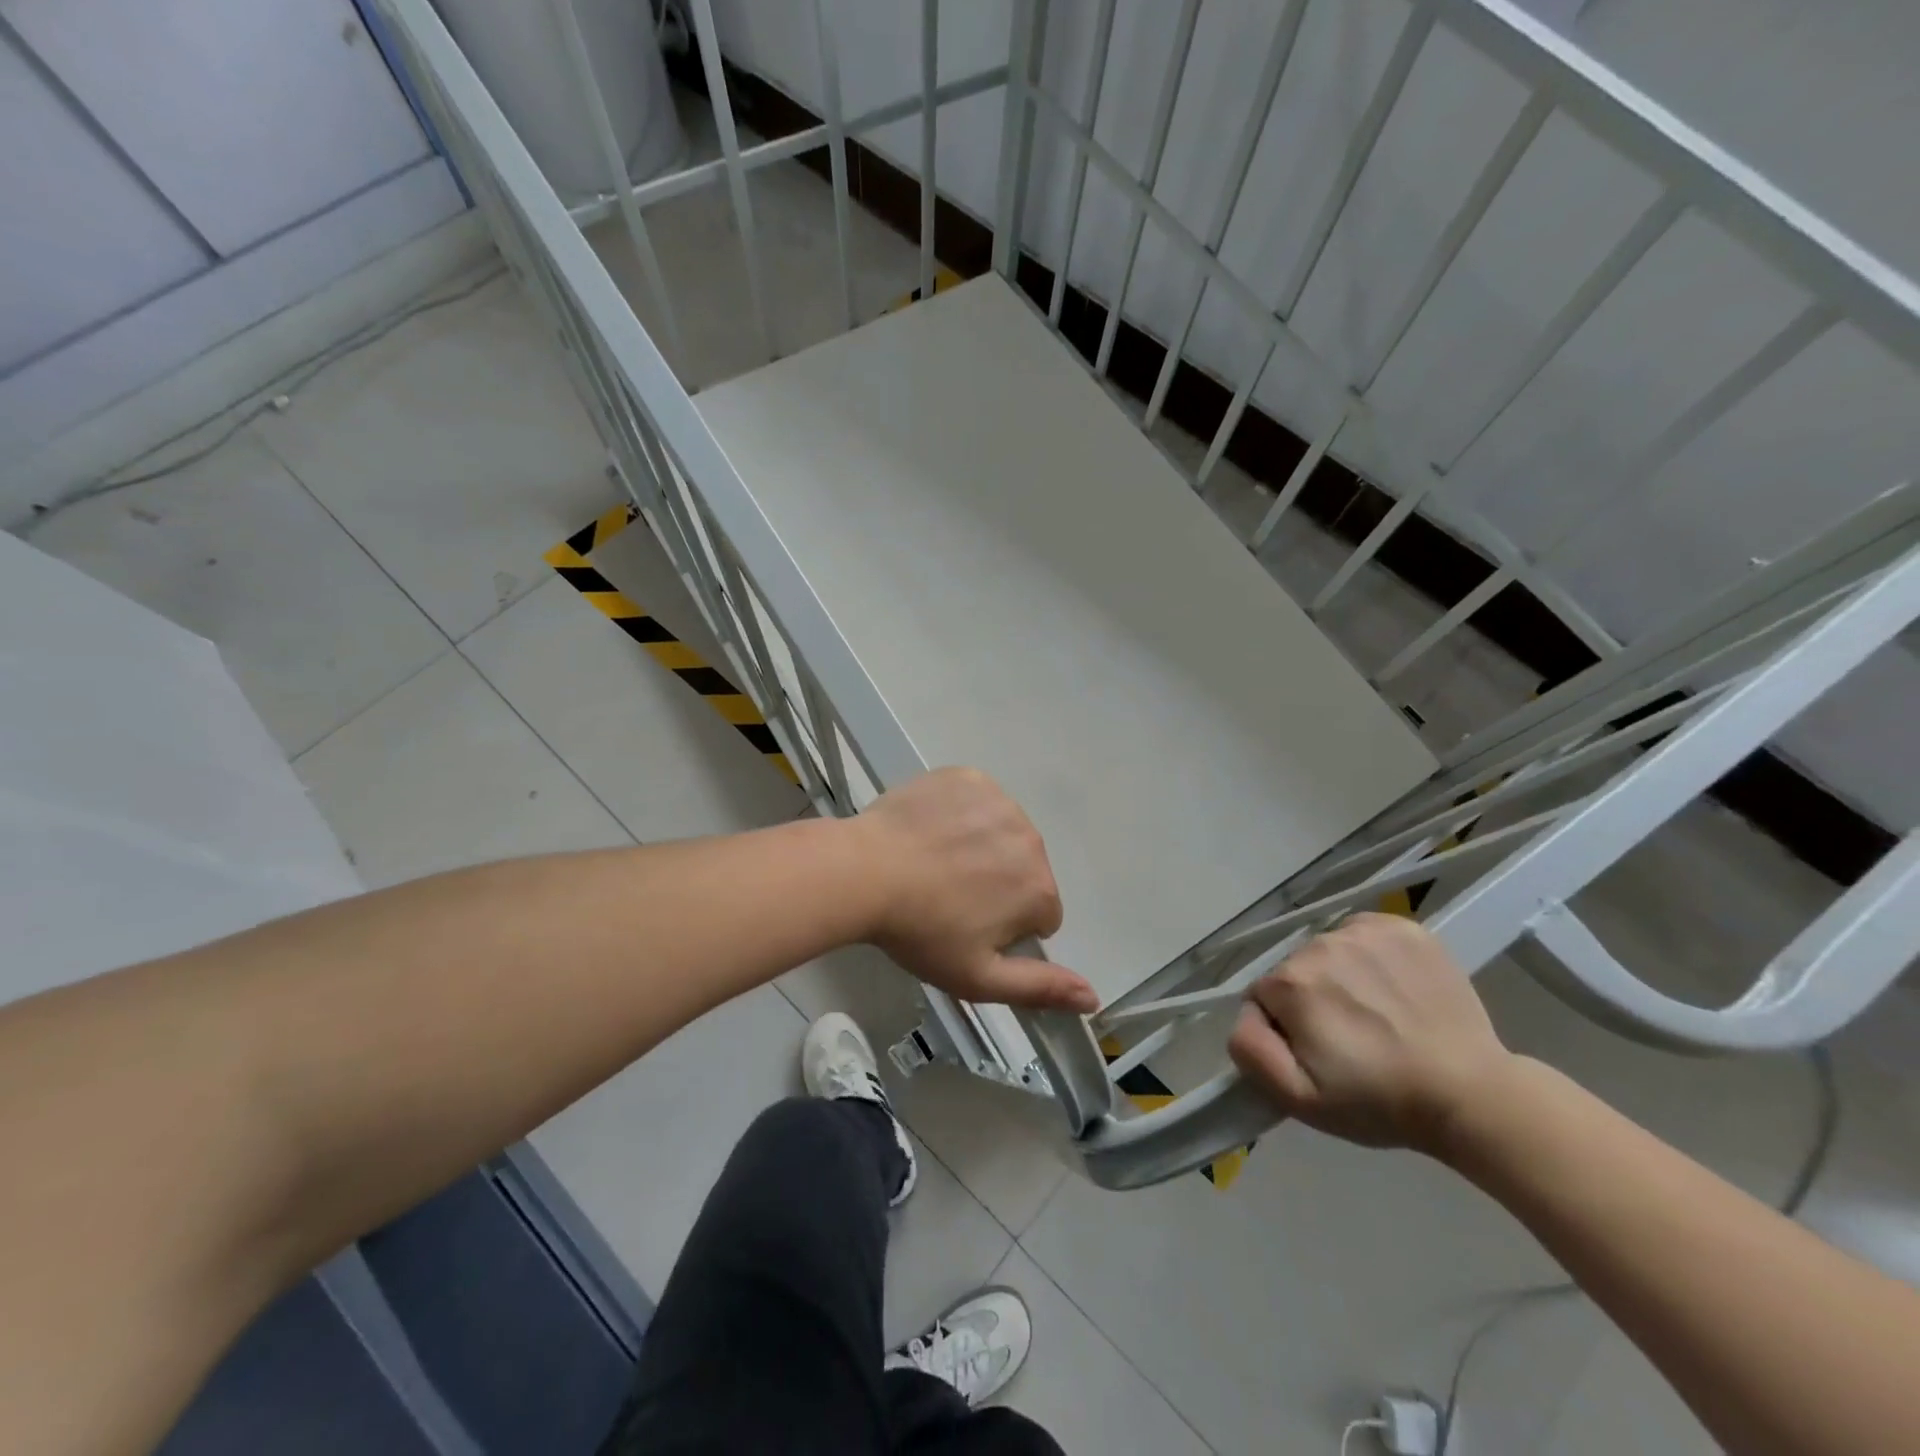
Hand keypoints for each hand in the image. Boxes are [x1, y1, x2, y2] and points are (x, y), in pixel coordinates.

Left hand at [852, 768, 1098, 1014]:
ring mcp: (1000, 801)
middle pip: (1024, 870)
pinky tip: (930, 830)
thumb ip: (1041, 988)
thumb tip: (1094, 997)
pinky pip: (978, 800)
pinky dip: (961, 813)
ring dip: (981, 846)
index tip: (968, 928)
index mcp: (1040, 890)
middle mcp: (1032, 840)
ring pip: (1003, 833)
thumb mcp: (979, 977)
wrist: (865, 872)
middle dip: (998, 885)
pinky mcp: (969, 777)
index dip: (1006, 927)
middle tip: (948, 896)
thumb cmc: (921, 931)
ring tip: (935, 863)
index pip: (1040, 915)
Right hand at [1227, 912, 1513, 1155]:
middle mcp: (1319, 944)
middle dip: (1312, 999)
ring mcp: (1364, 932)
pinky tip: (1392, 986)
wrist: (1472, 1094)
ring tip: (1377, 1014)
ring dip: (1340, 975)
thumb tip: (1244, 1013)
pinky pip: (1363, 932)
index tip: (1319, 1053)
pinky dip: (1369, 954)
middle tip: (1350, 1039)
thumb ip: (1250, 1050)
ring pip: (1329, 950)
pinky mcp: (1403, 927)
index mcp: (1290, 983)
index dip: (1285, 1027)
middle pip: (1296, 970)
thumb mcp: (1299, 1098)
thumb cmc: (1379, 1101)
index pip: (1264, 996)